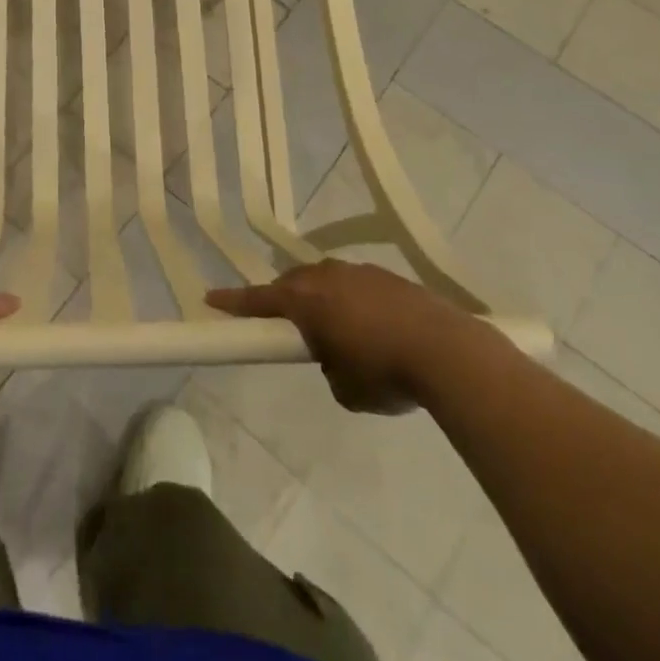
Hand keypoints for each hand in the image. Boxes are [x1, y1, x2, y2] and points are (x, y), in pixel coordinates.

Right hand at [207, 261, 471, 413]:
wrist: (449, 352)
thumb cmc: (385, 372)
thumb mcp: (345, 389)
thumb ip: (328, 366)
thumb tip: (336, 356)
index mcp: (306, 300)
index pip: (258, 299)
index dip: (233, 302)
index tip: (210, 298)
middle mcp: (326, 277)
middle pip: (292, 283)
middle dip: (285, 300)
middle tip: (288, 325)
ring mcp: (359, 272)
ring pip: (326, 280)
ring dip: (322, 299)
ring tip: (337, 329)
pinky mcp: (388, 276)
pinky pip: (356, 285)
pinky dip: (354, 302)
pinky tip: (374, 327)